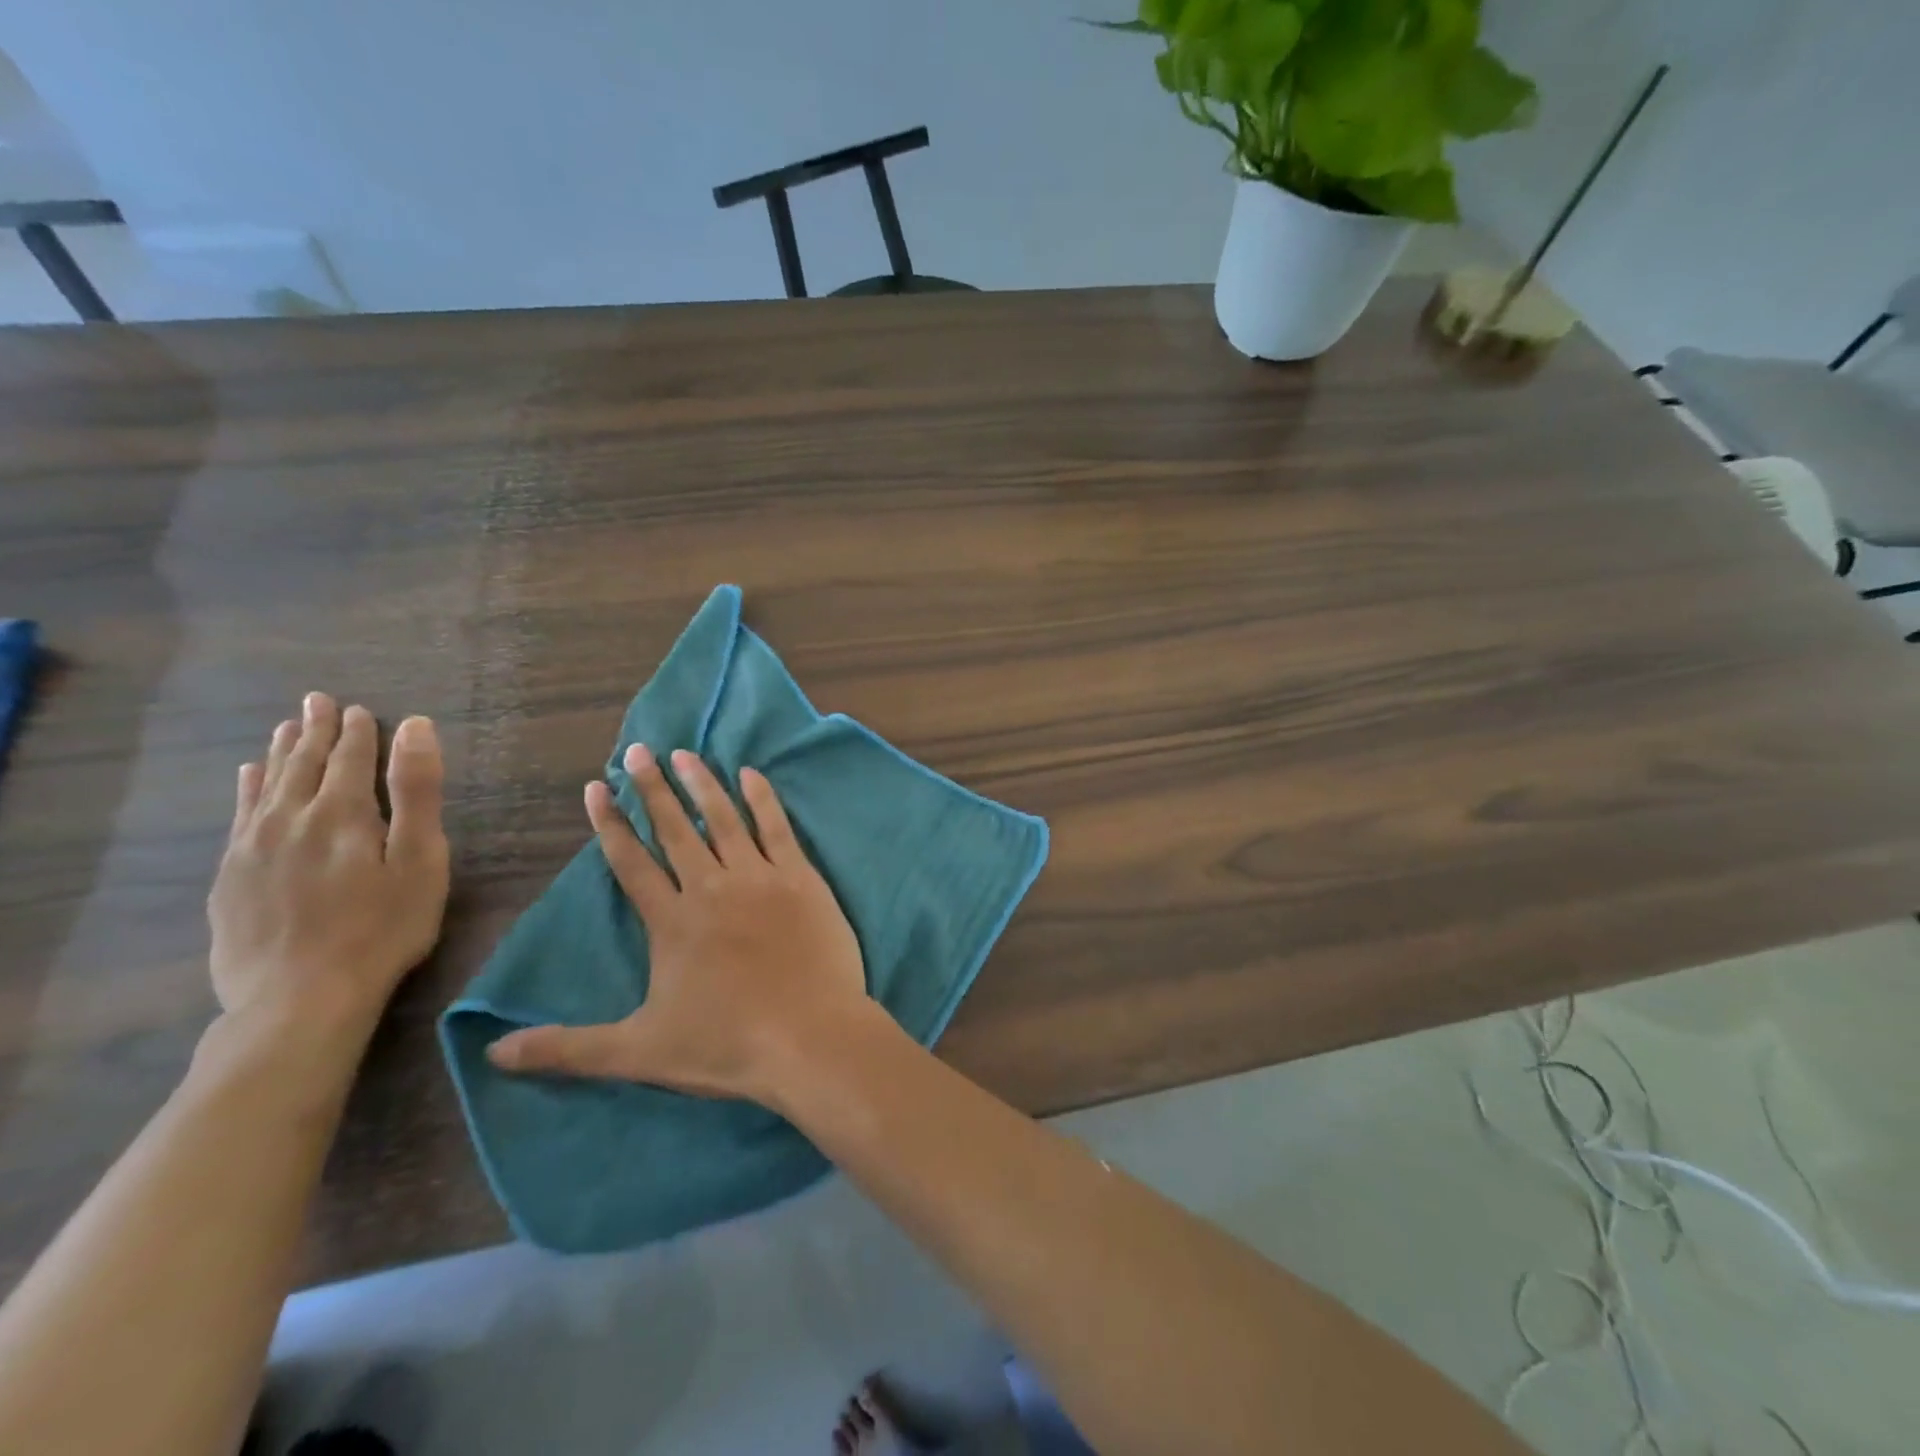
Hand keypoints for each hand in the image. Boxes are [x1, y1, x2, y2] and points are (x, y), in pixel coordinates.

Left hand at [208, 693, 449, 1047]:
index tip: (359, 708)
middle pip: (305, 764)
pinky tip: (249, 776)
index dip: (359, 732)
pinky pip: (239, 815)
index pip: (352, 758)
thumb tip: (415, 726)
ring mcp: (253, 847)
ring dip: (281, 753)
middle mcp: (291, 818)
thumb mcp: (420, 859)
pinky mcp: (231, 876)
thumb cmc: (382, 926)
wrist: (300, 997)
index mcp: (344, 812)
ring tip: (288, 727)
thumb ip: (417, 791)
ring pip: (268, 784)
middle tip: (318, 701)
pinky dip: (247, 788)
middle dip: (316, 730)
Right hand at [487, 745, 872, 1108]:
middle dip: (652, 789)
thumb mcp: (638, 1052)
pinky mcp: (801, 878)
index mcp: (672, 922)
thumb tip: (492, 1054)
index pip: (631, 862)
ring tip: (684, 753)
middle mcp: (711, 887)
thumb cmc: (727, 1045)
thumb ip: (568, 1048)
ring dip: (702, 784)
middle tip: (637, 750)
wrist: (810, 1038)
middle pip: (675, 829)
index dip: (610, 824)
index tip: (597, 787)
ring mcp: (759, 878)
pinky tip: (751, 774)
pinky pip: (777, 828)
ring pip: (723, 819)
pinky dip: (763, 799)